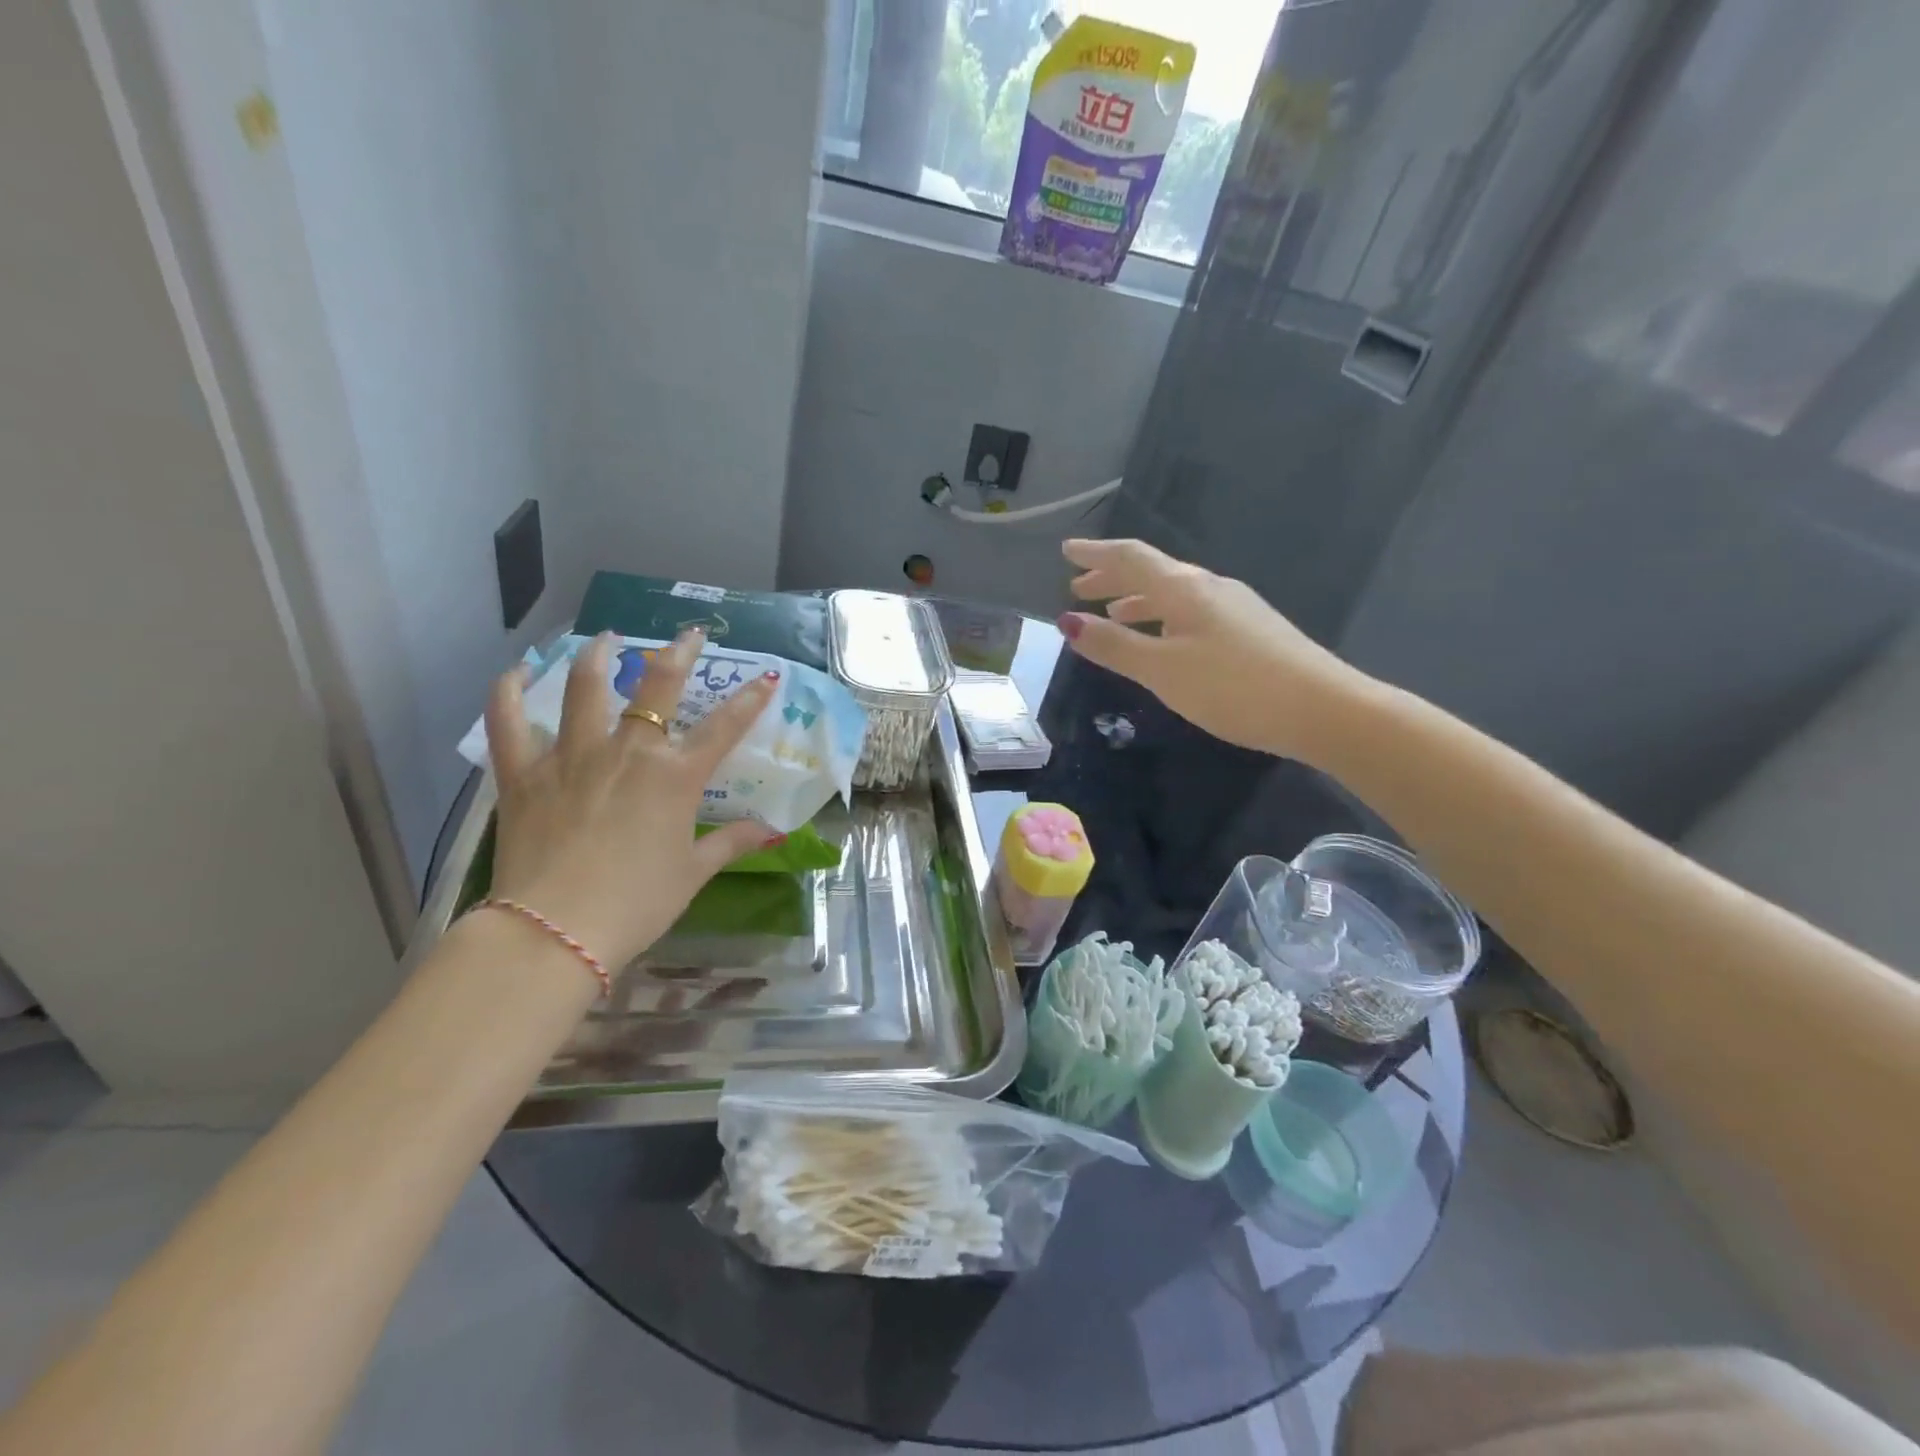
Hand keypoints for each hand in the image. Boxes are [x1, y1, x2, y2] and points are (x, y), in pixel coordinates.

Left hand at [481, 629, 779, 970]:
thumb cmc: (636, 904)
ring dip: (598, 656)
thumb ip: (730, 842)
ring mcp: (573, 756)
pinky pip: (509, 722)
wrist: (555, 930)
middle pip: (657, 686)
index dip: (750, 700)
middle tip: (687, 635)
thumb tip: (772, 832)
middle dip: (678, 653)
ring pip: (585, 688)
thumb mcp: (693, 873)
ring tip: (605, 639)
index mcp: (675, 777)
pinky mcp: (524, 773)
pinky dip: (509, 692)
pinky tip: (515, 672)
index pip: (725, 727)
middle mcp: (629, 752)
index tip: (766, 678)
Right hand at [1059, 539, 1367, 763]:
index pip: (1131, 558)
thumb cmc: (1233, 687)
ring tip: (1113, 614)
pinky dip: (1164, 617)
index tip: (1066, 551)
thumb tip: (1067, 622)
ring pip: (1174, 593)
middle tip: (1080, 587)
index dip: (1096, 554)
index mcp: (1185, 589)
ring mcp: (1235, 607)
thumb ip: (1115, 646)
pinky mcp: (1251, 630)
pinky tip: (1165, 641)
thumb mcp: (1163, 670)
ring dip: (1138, 599)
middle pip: (1153, 572)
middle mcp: (1210, 587)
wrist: (1322, 708)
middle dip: (1113, 578)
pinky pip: (1193, 611)